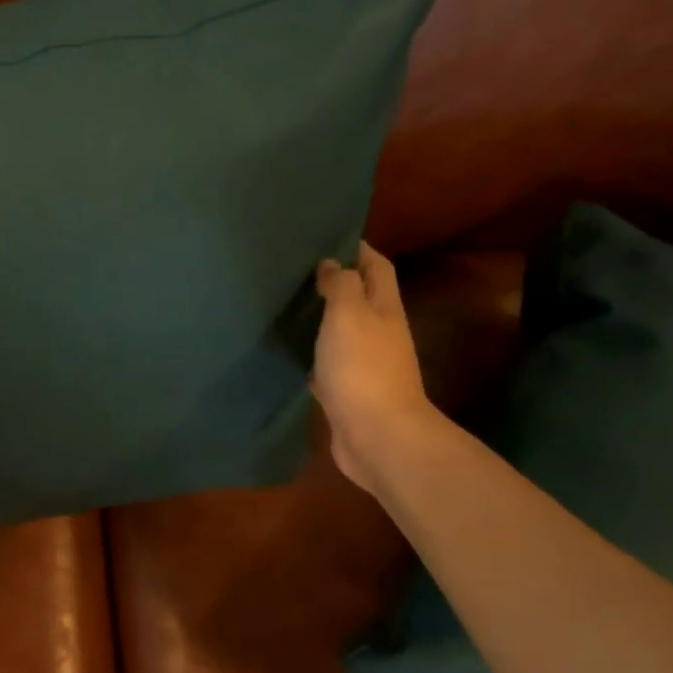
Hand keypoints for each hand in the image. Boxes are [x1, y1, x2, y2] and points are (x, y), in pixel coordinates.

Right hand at [312, 242, 438, 494]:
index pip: (376, 267)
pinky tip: (290, 353)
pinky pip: (328, 366)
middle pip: (360, 299)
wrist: (377, 436)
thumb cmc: (363, 368)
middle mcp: (379, 334)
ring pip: (342, 333)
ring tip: (287, 306)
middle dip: (335, 283)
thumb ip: (340, 285)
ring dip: (321, 320)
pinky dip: (312, 356)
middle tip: (297, 271)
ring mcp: (365, 365)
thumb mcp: (349, 314)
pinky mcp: (347, 392)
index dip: (358, 249)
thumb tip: (332, 264)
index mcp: (384, 309)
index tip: (327, 237)